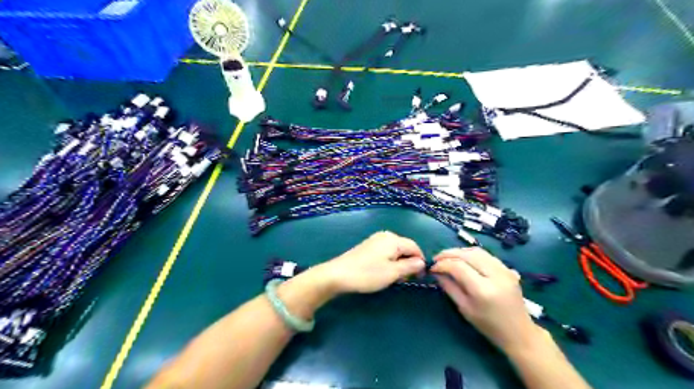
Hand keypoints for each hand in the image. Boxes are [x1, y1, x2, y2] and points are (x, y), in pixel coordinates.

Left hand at [311, 231, 425, 294]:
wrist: (338, 274)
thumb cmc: (368, 274)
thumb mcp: (392, 273)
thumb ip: (410, 266)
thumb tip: (422, 262)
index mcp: (393, 239)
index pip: (414, 247)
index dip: (420, 261)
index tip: (421, 277)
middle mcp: (385, 235)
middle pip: (405, 247)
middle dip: (409, 262)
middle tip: (406, 279)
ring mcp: (375, 240)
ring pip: (395, 250)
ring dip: (399, 263)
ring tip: (395, 278)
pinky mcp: (368, 246)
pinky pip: (386, 251)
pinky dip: (390, 261)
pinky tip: (384, 272)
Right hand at [432, 249, 543, 352]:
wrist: (519, 332)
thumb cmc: (488, 325)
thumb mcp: (464, 309)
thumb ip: (449, 287)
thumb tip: (436, 272)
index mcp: (483, 290)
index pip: (458, 267)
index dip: (442, 264)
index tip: (432, 268)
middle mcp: (495, 275)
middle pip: (467, 255)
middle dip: (449, 254)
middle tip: (436, 259)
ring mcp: (504, 270)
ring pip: (477, 251)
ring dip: (459, 251)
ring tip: (447, 257)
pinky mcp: (508, 268)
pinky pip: (486, 255)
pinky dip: (471, 253)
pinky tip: (463, 258)